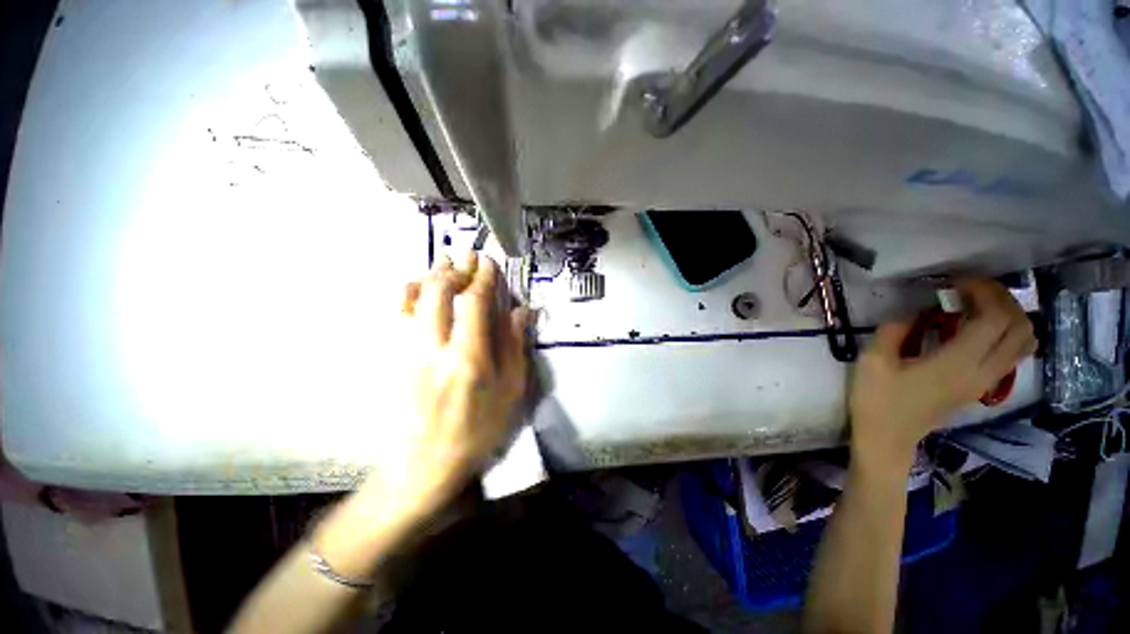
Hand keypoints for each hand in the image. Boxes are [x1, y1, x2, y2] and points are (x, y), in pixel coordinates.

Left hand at [383, 252, 530, 516]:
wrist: (424, 464)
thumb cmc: (477, 431)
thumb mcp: (509, 394)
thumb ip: (515, 348)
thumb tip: (522, 312)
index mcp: (468, 359)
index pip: (473, 303)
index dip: (482, 277)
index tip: (489, 262)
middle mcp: (433, 349)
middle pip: (437, 292)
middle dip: (455, 268)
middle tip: (468, 256)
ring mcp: (407, 352)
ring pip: (412, 298)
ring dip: (430, 275)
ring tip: (444, 261)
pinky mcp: (393, 358)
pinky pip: (396, 314)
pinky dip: (407, 293)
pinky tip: (417, 286)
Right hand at [849, 279, 1035, 467]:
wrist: (888, 437)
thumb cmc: (877, 399)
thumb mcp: (873, 361)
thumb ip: (894, 330)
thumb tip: (914, 312)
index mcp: (957, 363)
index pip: (994, 318)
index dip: (983, 291)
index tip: (955, 281)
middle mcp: (983, 371)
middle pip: (1019, 326)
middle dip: (1000, 298)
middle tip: (969, 288)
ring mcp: (986, 381)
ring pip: (1024, 341)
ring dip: (1010, 315)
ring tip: (979, 305)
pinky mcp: (982, 386)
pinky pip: (1014, 354)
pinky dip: (1009, 333)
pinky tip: (981, 328)